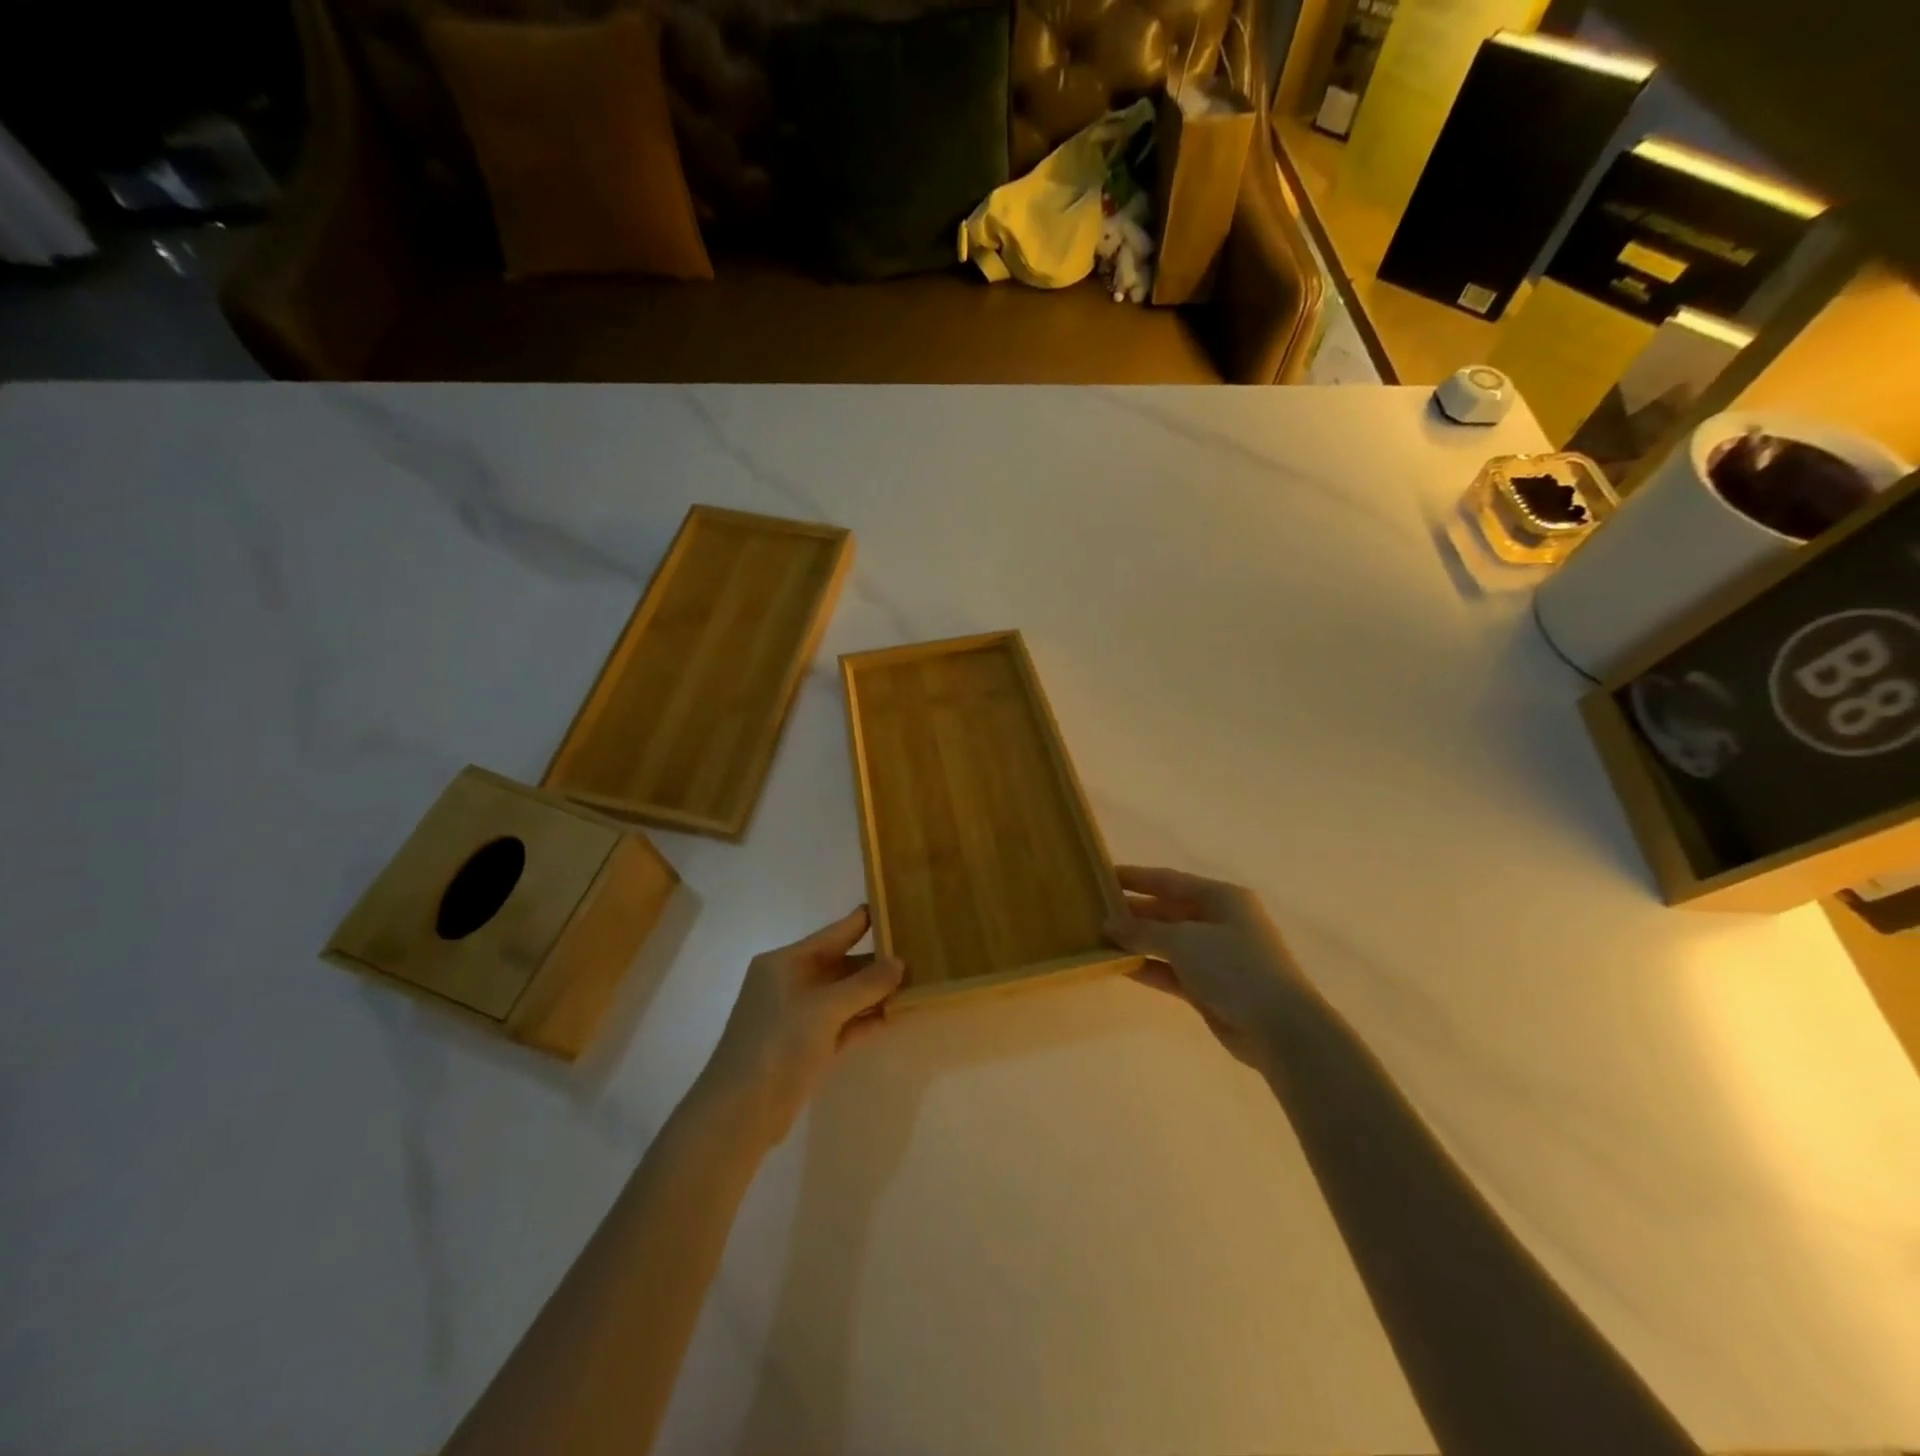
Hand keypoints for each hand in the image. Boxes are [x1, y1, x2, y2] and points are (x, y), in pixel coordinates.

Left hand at [693, 907, 904, 1147]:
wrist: (740, 1112)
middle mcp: (791, 983)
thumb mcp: (825, 1008)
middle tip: (919, 951)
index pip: (833, 933)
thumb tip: (899, 962)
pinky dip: (866, 1020)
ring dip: (875, 992)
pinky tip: (896, 1014)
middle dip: (877, 962)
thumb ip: (865, 984)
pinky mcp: (806, 1047)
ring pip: (844, 996)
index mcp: (785, 962)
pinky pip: (843, 1024)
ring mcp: (798, 1016)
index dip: (864, 920)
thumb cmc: (778, 1044)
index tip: (896, 905)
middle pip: (841, 964)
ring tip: (916, 981)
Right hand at [1106, 865, 1305, 1069]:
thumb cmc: (1234, 966)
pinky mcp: (1211, 987)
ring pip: (1168, 942)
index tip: (1102, 876)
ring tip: (1099, 939)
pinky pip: (1172, 970)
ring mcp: (1216, 956)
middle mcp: (1219, 921)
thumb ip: (1142, 930)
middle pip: (1167, 910)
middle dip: (1133, 912)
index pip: (1169, 880)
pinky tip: (1119, 967)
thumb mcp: (1183, 940)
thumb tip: (1107, 924)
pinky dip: (1148, 967)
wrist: (1279, 1028)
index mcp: (1221, 897)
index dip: (1135, 877)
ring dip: (1137, 941)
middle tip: (1094, 911)